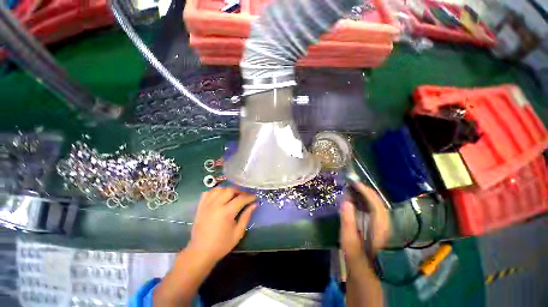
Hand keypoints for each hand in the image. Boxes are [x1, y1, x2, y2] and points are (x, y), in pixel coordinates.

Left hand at [188, 187, 256, 263]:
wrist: (200, 253)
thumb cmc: (222, 244)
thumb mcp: (238, 233)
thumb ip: (246, 216)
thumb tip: (254, 205)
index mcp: (226, 212)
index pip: (241, 198)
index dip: (249, 196)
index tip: (254, 197)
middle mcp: (216, 205)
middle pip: (230, 190)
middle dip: (239, 191)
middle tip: (244, 197)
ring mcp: (206, 205)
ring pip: (219, 189)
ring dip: (228, 190)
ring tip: (232, 196)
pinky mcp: (200, 206)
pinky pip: (208, 192)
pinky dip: (216, 192)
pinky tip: (219, 197)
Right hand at [340, 182, 389, 261]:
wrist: (363, 270)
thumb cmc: (355, 256)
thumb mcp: (349, 240)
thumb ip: (348, 221)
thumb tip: (346, 201)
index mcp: (379, 229)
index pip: (376, 205)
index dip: (366, 192)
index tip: (355, 184)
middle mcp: (384, 225)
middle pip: (379, 203)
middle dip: (367, 191)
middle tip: (354, 184)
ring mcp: (382, 226)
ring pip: (377, 205)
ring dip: (367, 195)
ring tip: (355, 188)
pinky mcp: (378, 227)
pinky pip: (374, 209)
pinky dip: (366, 201)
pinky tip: (358, 199)